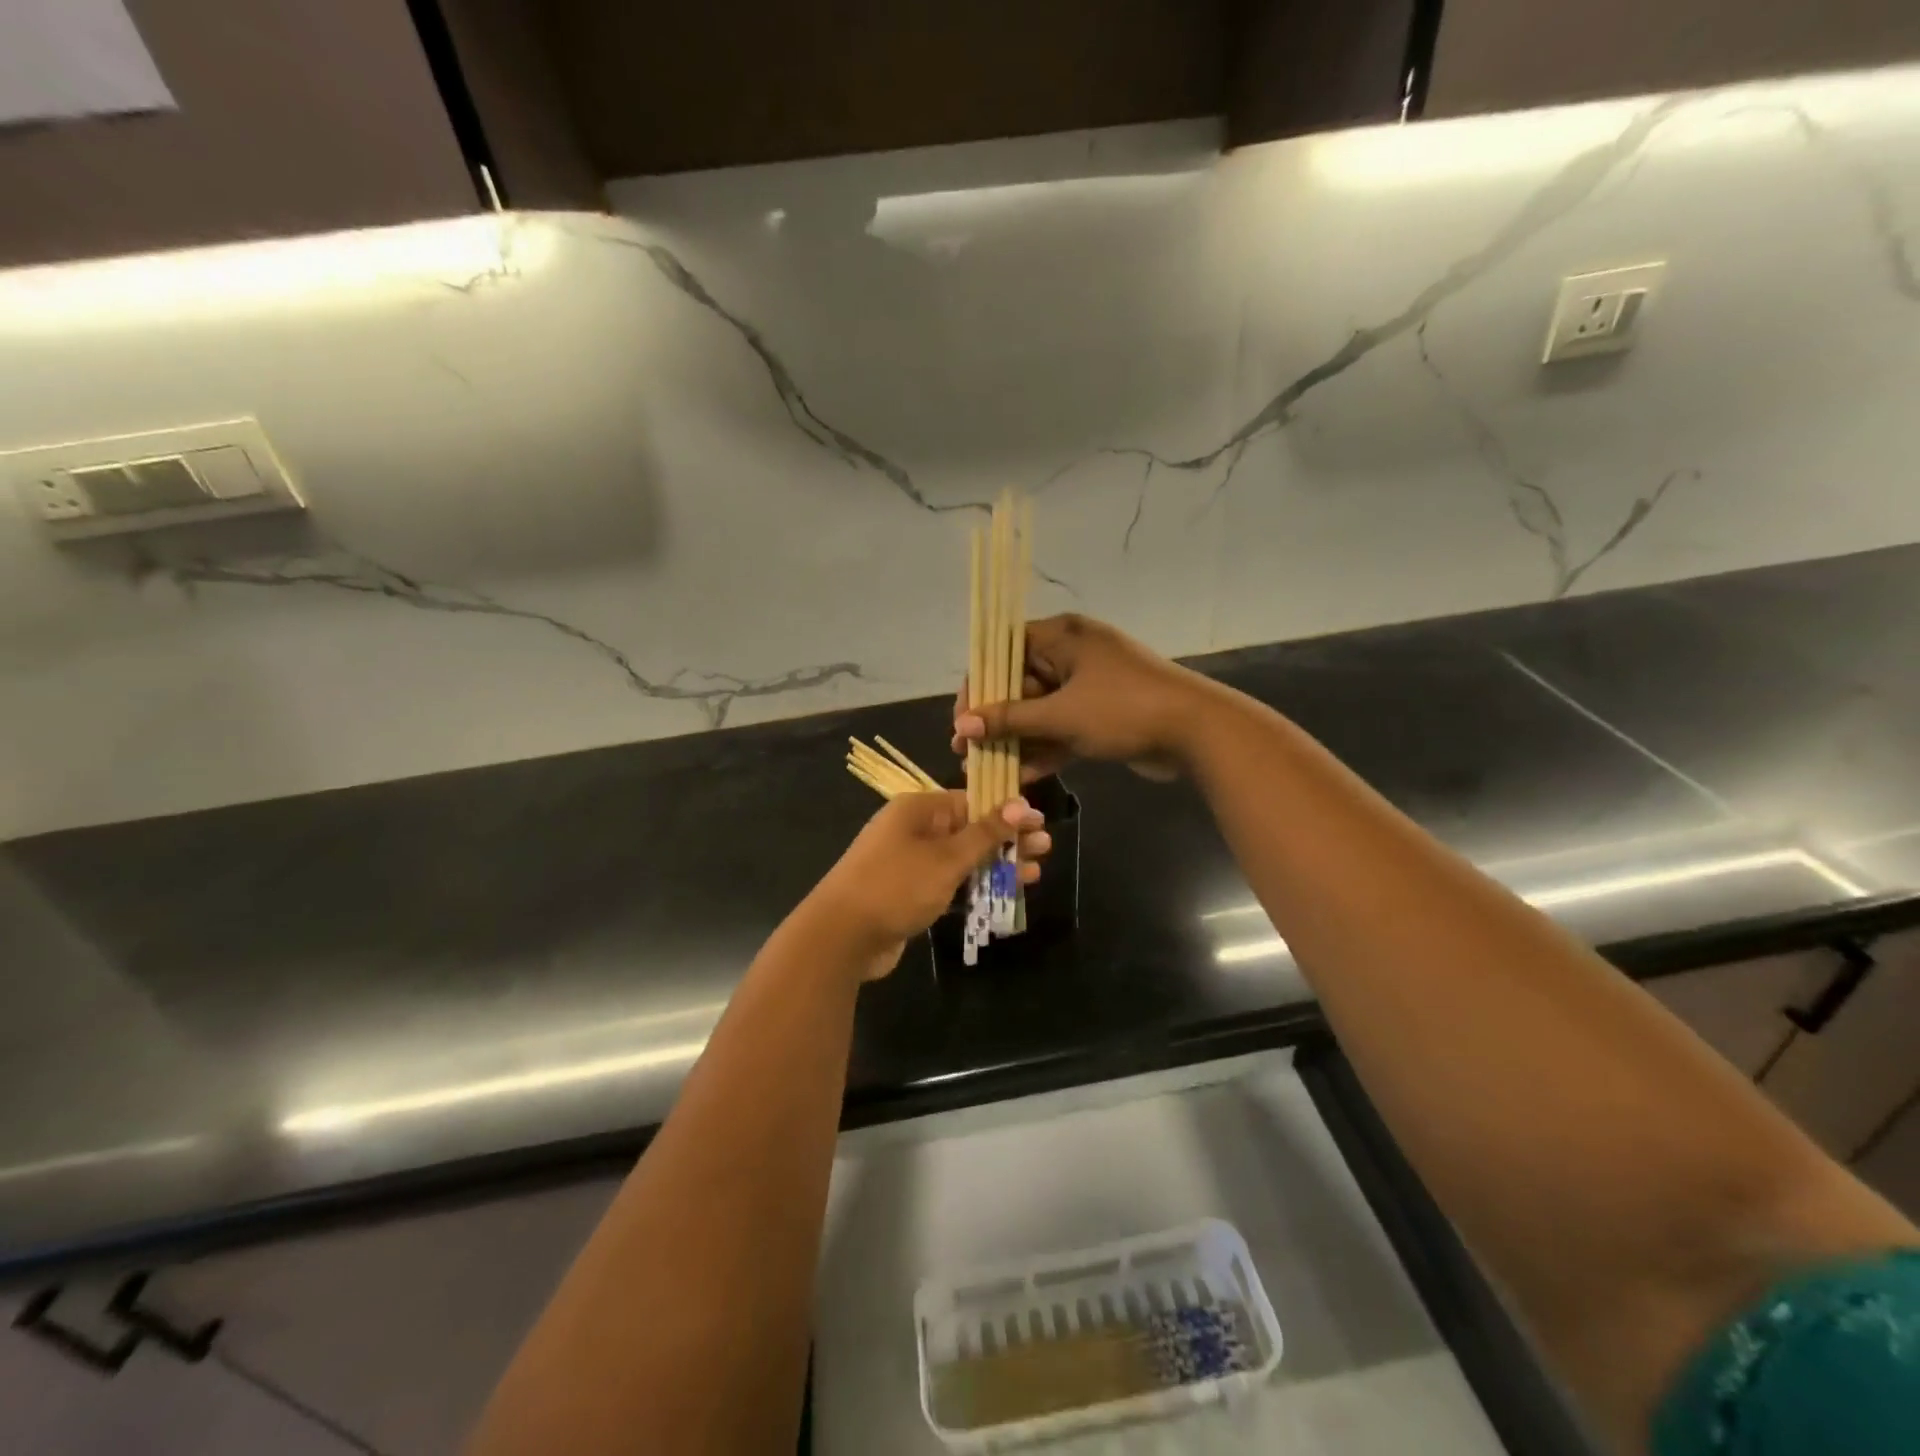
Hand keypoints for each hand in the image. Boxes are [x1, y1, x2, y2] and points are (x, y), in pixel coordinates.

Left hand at [804, 791, 1048, 978]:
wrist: (841, 937)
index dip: (1007, 811)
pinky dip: (975, 886)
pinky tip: (1005, 894)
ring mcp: (911, 863)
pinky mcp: (911, 893)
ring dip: (996, 865)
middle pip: (970, 829)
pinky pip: (951, 883)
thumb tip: (1019, 804)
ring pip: (963, 859)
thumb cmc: (896, 885)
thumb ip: (984, 833)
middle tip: (1045, 849)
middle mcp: (914, 830)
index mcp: (919, 809)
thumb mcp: (946, 858)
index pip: (971, 800)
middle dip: (1007, 840)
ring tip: (1034, 873)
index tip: (1039, 822)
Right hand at [952, 614, 1217, 781]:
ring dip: (1016, 739)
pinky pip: (1062, 729)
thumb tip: (963, 725)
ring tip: (986, 768)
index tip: (963, 715)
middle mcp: (1073, 655)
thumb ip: (1010, 719)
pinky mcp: (1101, 716)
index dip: (979, 681)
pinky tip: (1020, 777)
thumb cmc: (1124, 709)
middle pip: (1020, 684)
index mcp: (1063, 636)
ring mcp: (1089, 687)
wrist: (1198, 732)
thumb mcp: (1061, 714)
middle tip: (966, 749)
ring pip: (1040, 711)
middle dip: (994, 719)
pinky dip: (1044, 749)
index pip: (1005, 649)